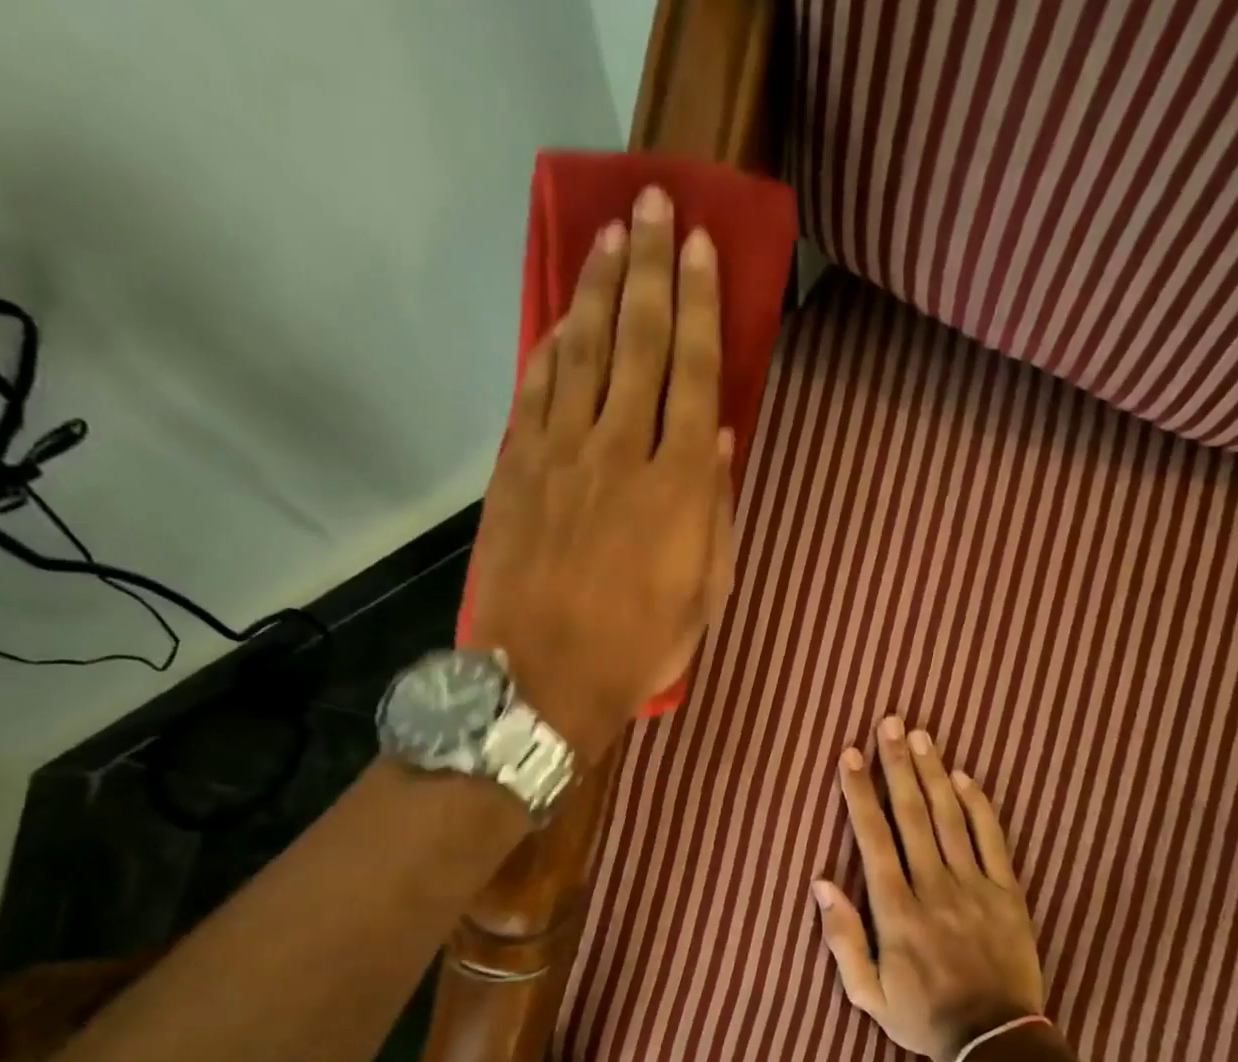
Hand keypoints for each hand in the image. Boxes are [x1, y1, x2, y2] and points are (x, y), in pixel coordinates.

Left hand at [466, 185, 734, 763]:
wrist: (544, 678)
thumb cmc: (638, 647)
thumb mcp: (704, 594)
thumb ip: (715, 512)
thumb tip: (721, 442)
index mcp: (678, 487)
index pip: (694, 375)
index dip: (700, 307)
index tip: (701, 249)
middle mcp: (621, 452)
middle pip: (639, 344)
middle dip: (651, 270)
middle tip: (654, 206)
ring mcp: (561, 456)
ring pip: (584, 355)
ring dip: (599, 291)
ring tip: (611, 239)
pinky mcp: (517, 470)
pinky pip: (536, 393)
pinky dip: (550, 349)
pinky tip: (563, 320)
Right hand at [813, 716, 1050, 1061]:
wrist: (996, 1043)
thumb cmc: (921, 1017)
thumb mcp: (866, 993)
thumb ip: (841, 937)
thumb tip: (822, 882)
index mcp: (895, 910)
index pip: (873, 837)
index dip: (859, 793)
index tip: (850, 755)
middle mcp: (933, 887)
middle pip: (912, 814)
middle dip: (896, 765)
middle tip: (888, 723)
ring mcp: (975, 888)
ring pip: (951, 818)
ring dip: (933, 774)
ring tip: (920, 736)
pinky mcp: (1008, 894)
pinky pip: (993, 841)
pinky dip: (979, 806)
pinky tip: (966, 777)